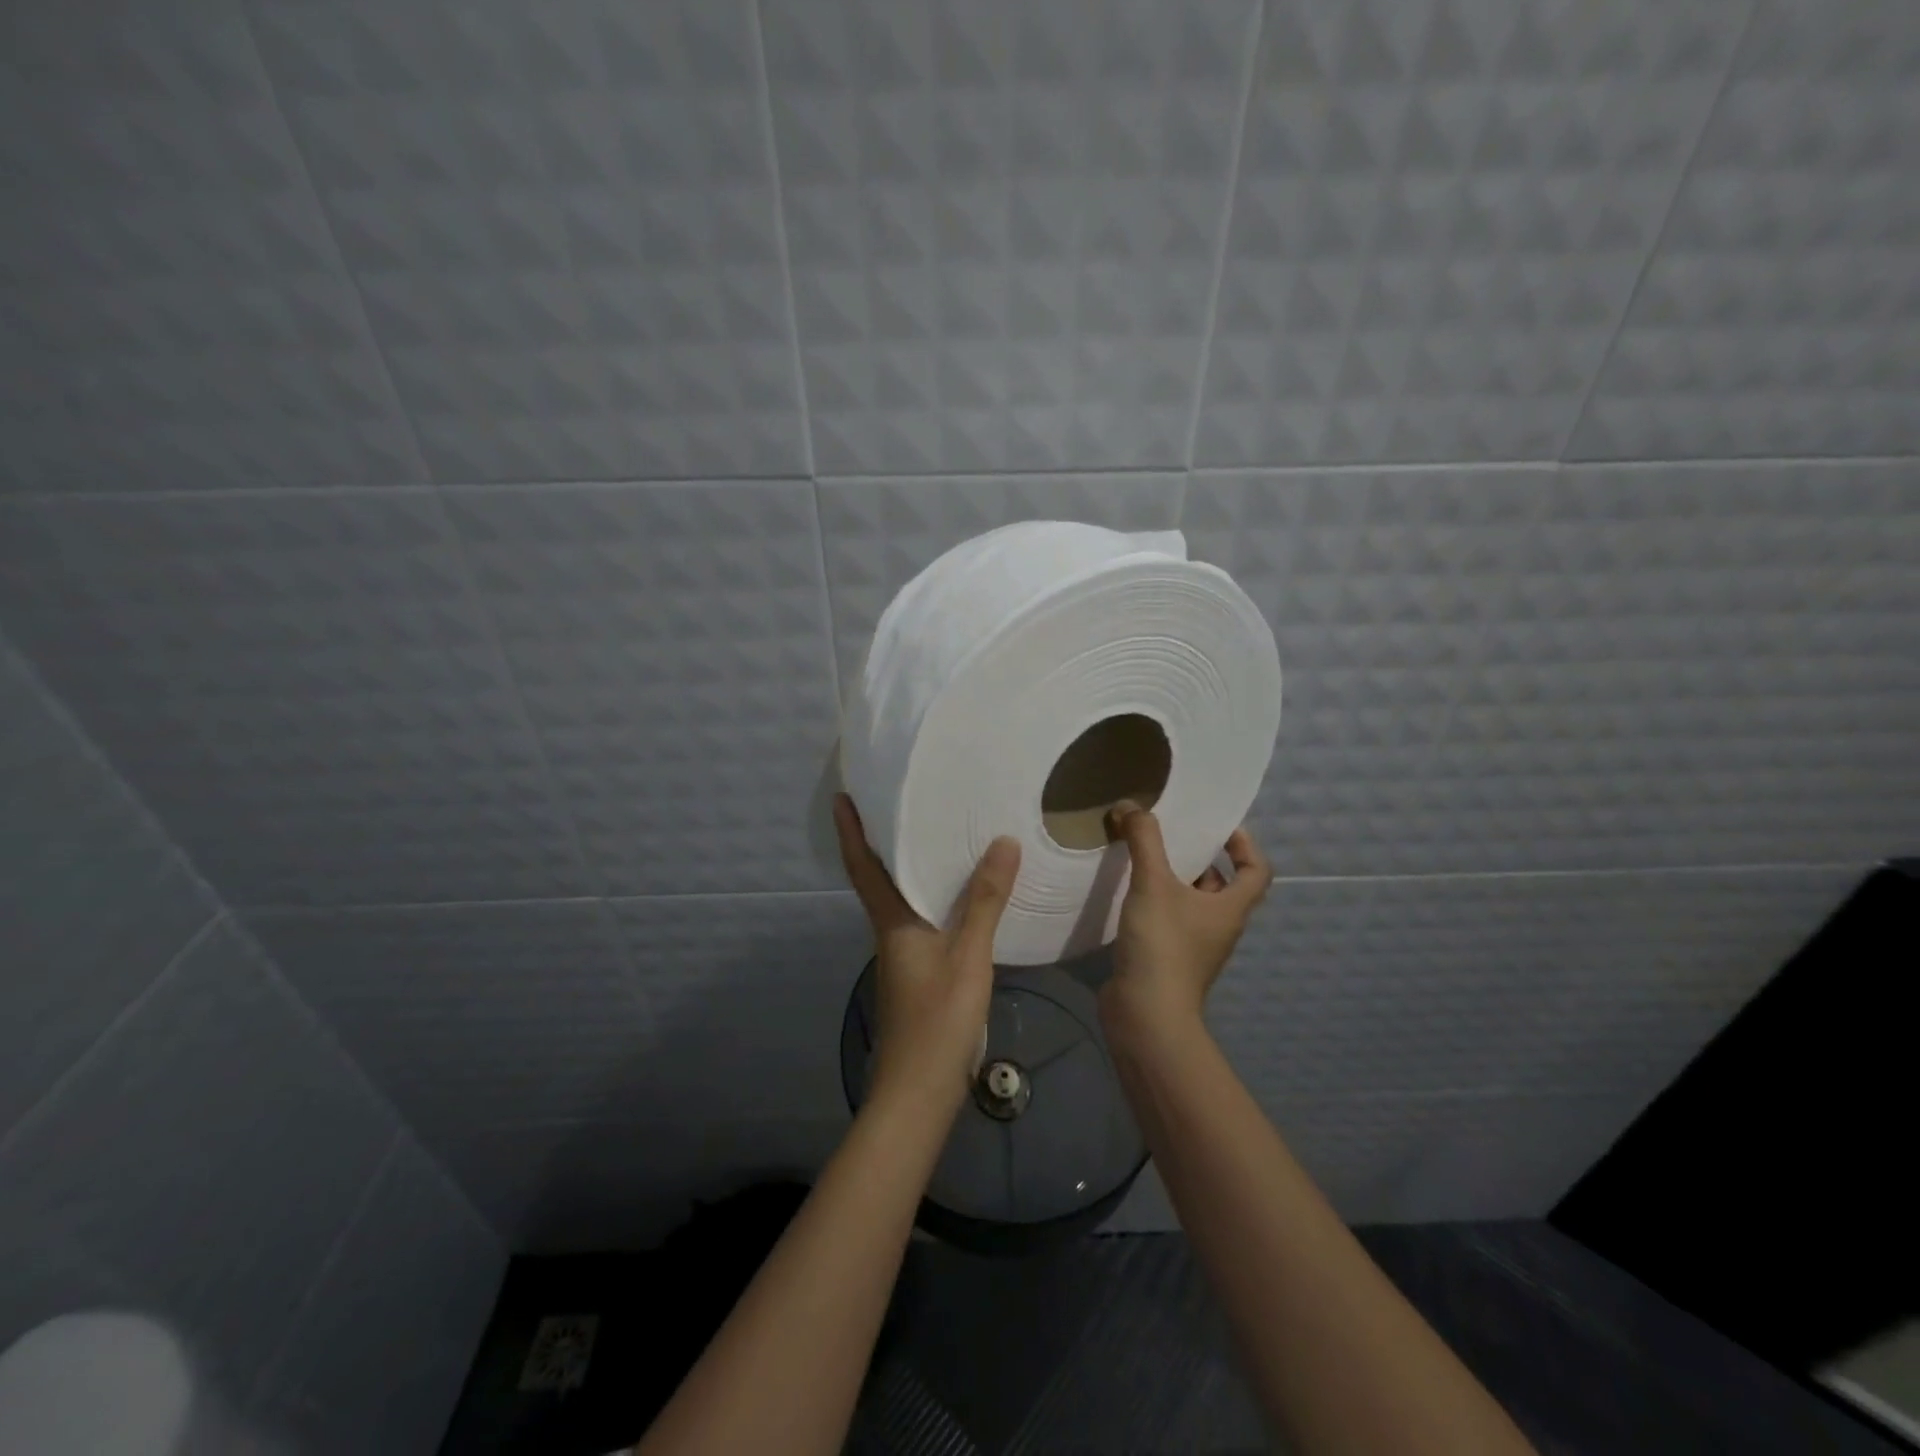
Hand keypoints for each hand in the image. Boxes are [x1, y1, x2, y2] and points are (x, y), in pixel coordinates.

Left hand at [833, 793, 1020, 1120]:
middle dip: (881, 843)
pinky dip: (930, 900)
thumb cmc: (938, 1020)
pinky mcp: (916, 975)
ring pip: (900, 902)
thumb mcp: (968, 956)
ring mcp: (901, 958)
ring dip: (906, 870)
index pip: (864, 867)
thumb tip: (1002, 842)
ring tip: (934, 842)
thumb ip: (985, 901)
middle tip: (899, 806)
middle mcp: (889, 934)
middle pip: (879, 880)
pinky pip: (919, 922)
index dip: (851, 832)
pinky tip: (958, 900)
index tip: (842, 797)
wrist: (919, 1093)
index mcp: (892, 923)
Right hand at [1100, 801, 1271, 1033]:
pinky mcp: (1167, 959)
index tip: (1218, 826)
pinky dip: (1152, 901)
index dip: (1245, 844)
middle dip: (1197, 857)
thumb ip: (1144, 840)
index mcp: (1231, 908)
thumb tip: (1131, 806)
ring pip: (1190, 902)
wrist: (1146, 1014)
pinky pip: (1167, 920)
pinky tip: (1126, 891)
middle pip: (1220, 884)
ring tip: (1141, 855)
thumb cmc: (1163, 945)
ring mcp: (1194, 946)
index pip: (1257, 870)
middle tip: (1169, 833)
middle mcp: (1219, 926)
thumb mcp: (1153, 883)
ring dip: (1171, 878)